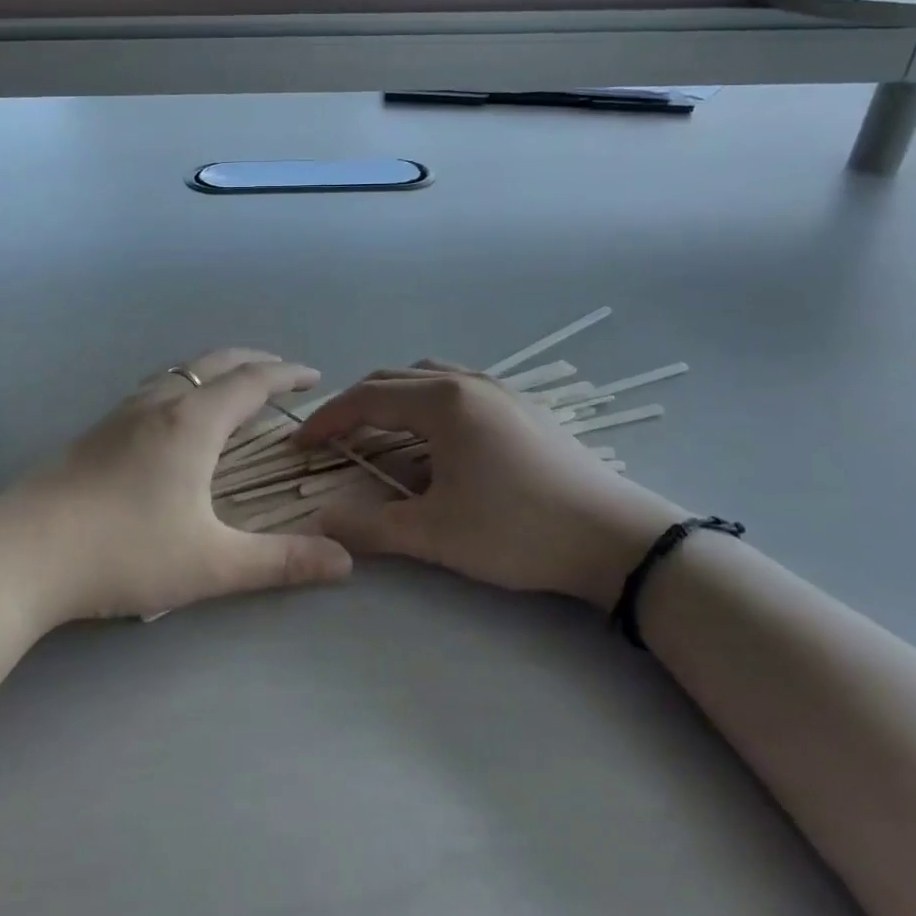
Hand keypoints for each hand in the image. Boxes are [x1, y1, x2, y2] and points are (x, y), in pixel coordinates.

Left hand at [0, 349, 352, 623]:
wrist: (20, 555)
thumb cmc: (123, 552)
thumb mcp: (211, 564)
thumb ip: (280, 562)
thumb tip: (345, 561)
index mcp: (193, 422)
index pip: (252, 381)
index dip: (287, 374)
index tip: (314, 376)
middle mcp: (160, 403)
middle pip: (216, 362)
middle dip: (255, 361)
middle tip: (281, 374)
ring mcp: (121, 413)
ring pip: (180, 371)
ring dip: (215, 370)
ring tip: (232, 389)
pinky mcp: (96, 431)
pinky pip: (155, 388)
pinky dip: (184, 385)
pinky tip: (173, 418)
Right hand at [297, 363, 679, 606]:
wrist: (614, 538)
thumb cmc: (517, 531)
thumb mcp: (435, 535)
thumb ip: (370, 527)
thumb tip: (319, 522)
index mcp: (443, 401)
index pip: (368, 398)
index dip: (328, 420)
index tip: (301, 444)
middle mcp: (468, 381)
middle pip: (394, 379)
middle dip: (356, 405)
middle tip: (333, 439)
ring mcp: (501, 389)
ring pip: (429, 378)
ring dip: (394, 399)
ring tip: (379, 434)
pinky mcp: (523, 407)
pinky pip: (458, 388)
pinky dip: (428, 403)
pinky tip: (436, 440)